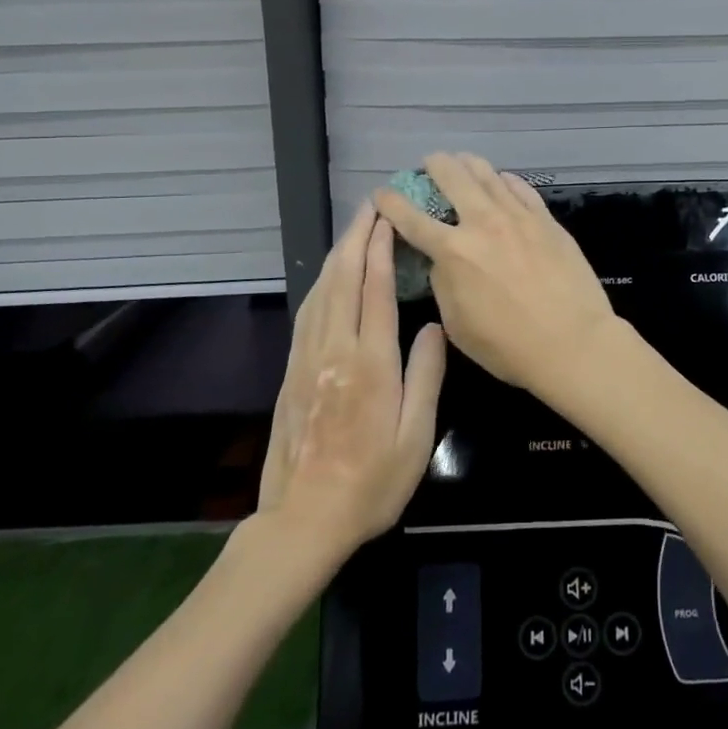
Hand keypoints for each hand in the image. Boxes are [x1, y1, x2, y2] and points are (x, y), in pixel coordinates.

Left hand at [258, 202, 446, 559]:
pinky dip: (319, 284)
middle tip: (370, 207)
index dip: (381, 249)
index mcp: (370, 363)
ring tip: (352, 230)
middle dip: (356, 239)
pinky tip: (327, 276)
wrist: (304, 520)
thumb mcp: (416, 436)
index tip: (388, 218)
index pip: (375, 290)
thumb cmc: (372, 483)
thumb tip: (435, 326)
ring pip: (321, 292)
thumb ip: (426, 375)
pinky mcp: (292, 371)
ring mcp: (308, 359)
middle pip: (343, 280)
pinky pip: (306, 313)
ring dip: (337, 255)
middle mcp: (335, 350)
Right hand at [372, 153, 617, 398]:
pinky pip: (520, 188)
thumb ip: (443, 283)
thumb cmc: (508, 346)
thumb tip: (442, 260)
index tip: (381, 193)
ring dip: (468, 164)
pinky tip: (501, 180)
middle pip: (452, 176)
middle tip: (428, 164)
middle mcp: (483, 222)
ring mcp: (518, 216)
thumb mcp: (457, 323)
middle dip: (434, 165)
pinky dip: (505, 180)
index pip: (411, 217)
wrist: (572, 342)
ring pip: (488, 174)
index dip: (390, 202)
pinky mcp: (546, 219)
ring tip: (461, 161)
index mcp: (453, 251)